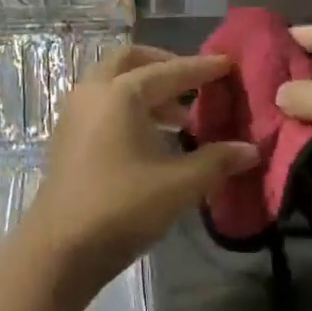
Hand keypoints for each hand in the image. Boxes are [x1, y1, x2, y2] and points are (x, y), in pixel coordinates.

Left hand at [20, 46, 257, 302]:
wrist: (61, 248)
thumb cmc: (122, 208)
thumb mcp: (179, 185)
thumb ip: (217, 161)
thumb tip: (250, 149)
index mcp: (120, 94)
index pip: (169, 72)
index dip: (202, 68)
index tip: (227, 64)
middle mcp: (93, 94)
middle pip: (130, 62)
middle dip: (164, 66)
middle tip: (194, 82)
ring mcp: (74, 116)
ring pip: (112, 85)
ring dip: (146, 91)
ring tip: (180, 118)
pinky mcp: (66, 140)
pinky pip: (102, 107)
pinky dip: (128, 109)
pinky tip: (152, 139)